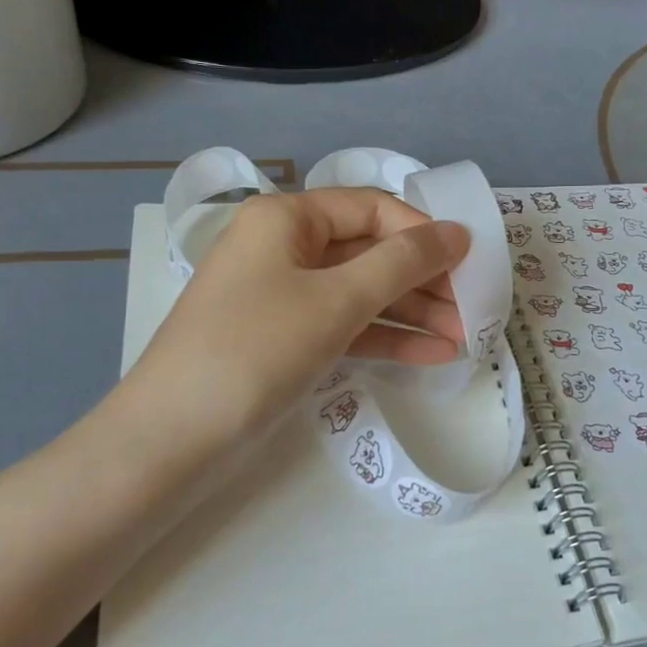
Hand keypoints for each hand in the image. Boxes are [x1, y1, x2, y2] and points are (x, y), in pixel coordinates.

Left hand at [121, 188, 470, 450]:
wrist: (173, 439)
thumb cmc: (256, 349)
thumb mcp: (336, 300)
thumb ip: (402, 263)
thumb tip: (456, 232)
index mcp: (286, 218)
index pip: (371, 207)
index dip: (422, 231)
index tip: (470, 262)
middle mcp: (283, 248)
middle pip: (368, 251)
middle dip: (423, 280)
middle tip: (474, 308)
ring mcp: (282, 296)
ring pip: (360, 292)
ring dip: (412, 313)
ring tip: (465, 338)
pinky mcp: (285, 340)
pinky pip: (345, 326)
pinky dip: (385, 337)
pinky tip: (433, 355)